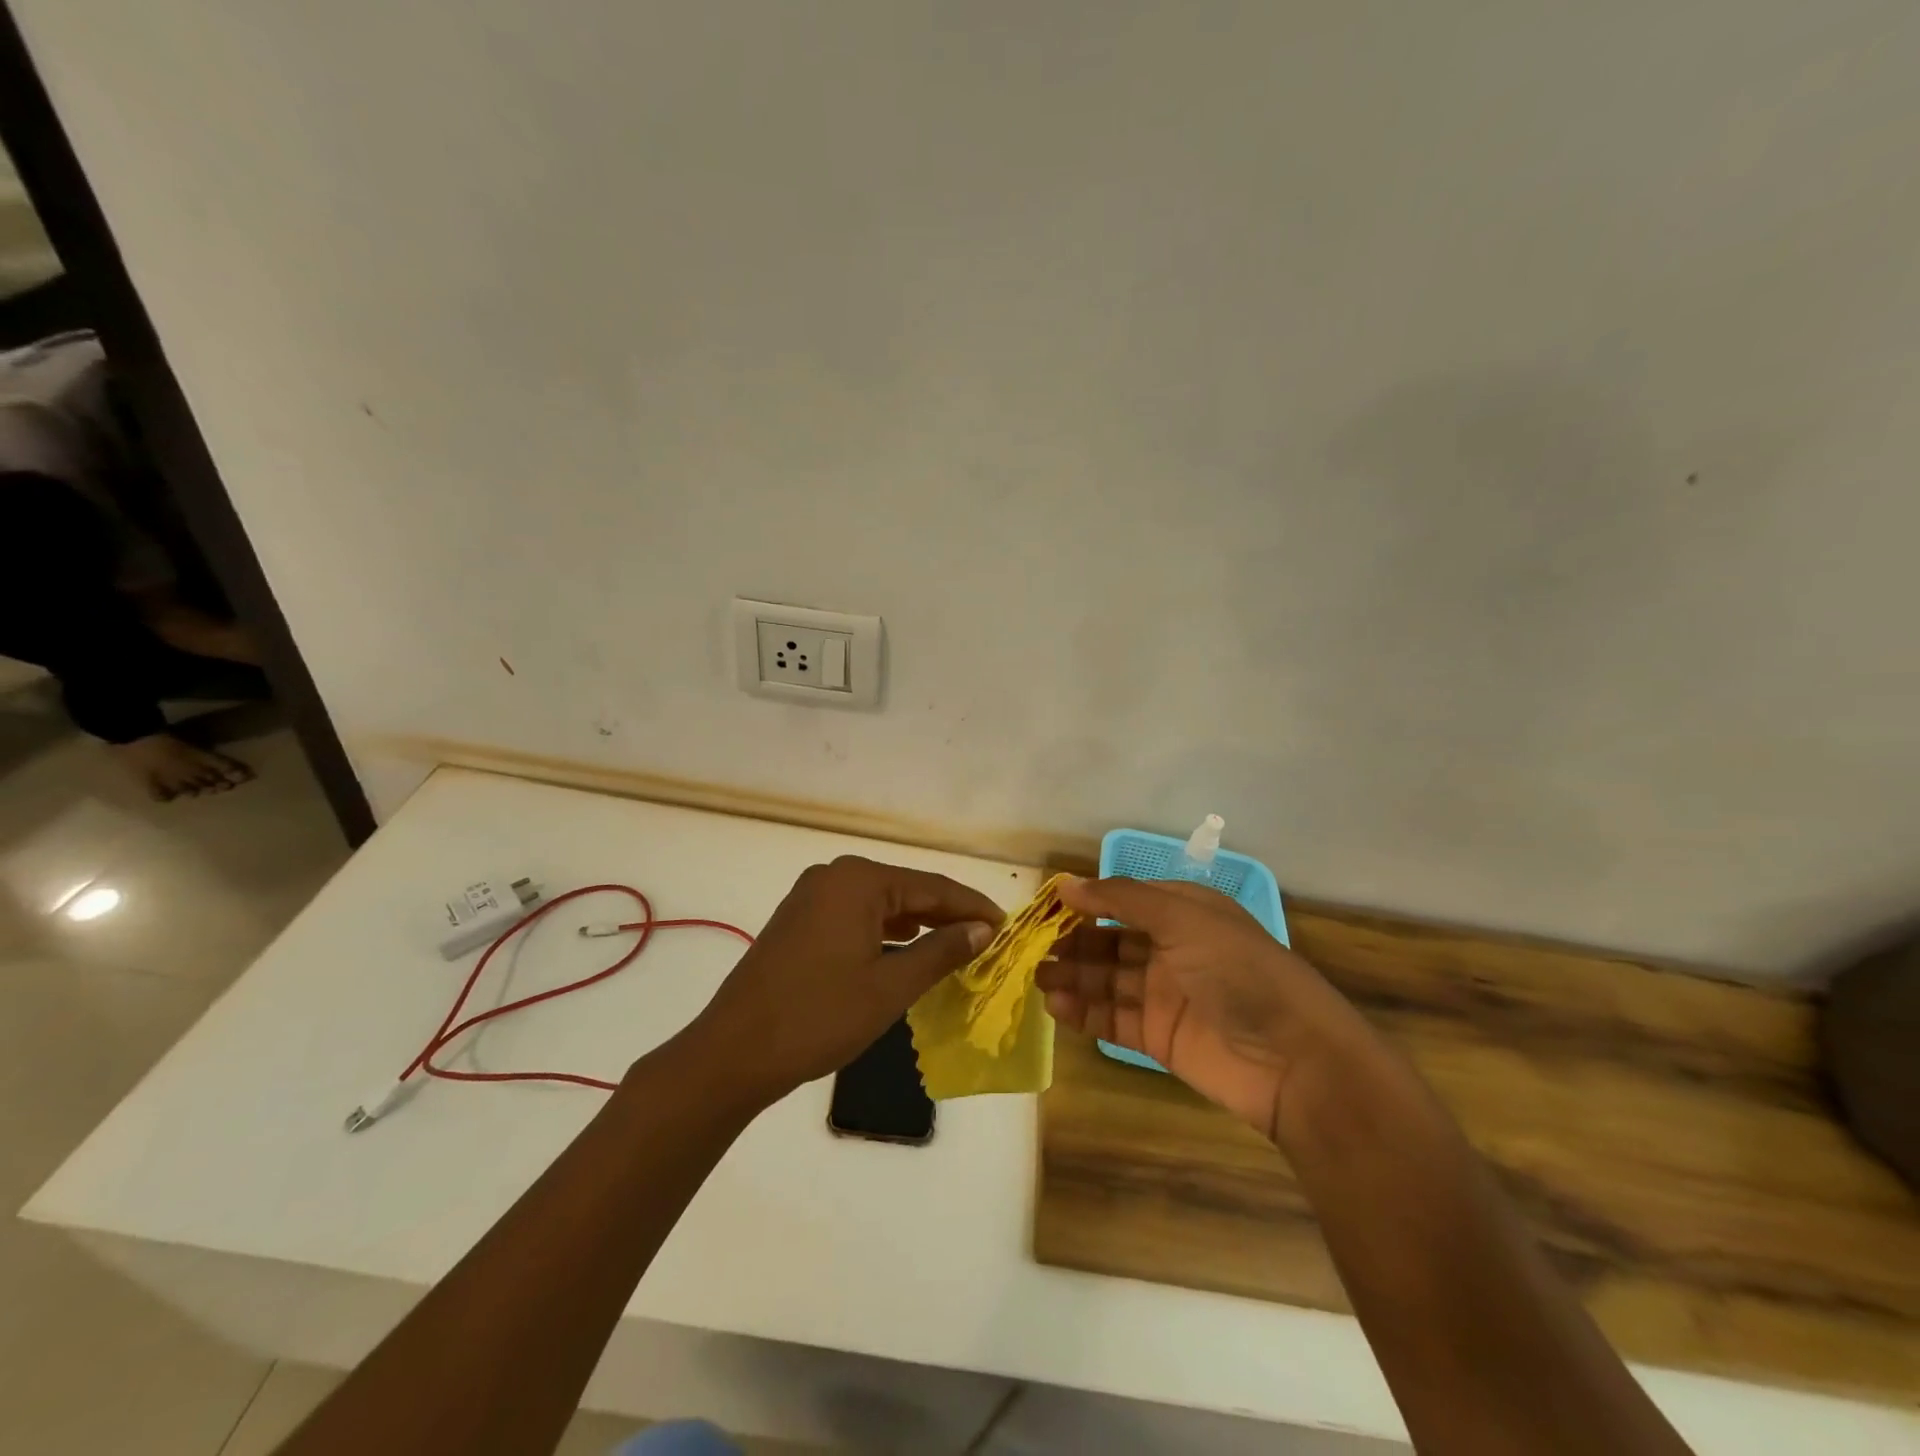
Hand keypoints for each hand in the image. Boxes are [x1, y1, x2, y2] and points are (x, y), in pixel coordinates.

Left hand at [687, 856, 1001, 1105]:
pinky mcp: (799, 921)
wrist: (733, 1053)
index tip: (1008, 925)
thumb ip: (941, 951)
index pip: (931, 886)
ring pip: (881, 905)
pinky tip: (908, 952)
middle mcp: (834, 876)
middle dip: (946, 915)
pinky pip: (856, 918)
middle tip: (988, 939)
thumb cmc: (819, 1017)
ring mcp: (812, 897)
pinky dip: (886, 934)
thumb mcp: (890, 987)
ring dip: (918, 925)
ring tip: (957, 947)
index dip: (972, 906)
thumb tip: (983, 929)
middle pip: (906, 891)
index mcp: (858, 880)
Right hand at [1039, 877, 1372, 1143]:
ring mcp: (1165, 995)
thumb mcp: (1183, 918)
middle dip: (1073, 942)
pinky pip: (1114, 1018)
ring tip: (1037, 978)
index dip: (1088, 902)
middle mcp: (1173, 949)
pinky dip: (1084, 1012)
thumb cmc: (1239, 971)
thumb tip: (1066, 883)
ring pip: (1107, 980)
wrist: (1295, 1060)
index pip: (1125, 900)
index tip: (1046, 906)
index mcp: (1185, 913)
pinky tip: (1056, 1006)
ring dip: (1073, 976)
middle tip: (1032, 948)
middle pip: (1111, 941)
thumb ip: (1122, 899)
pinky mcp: (1160, 1037)